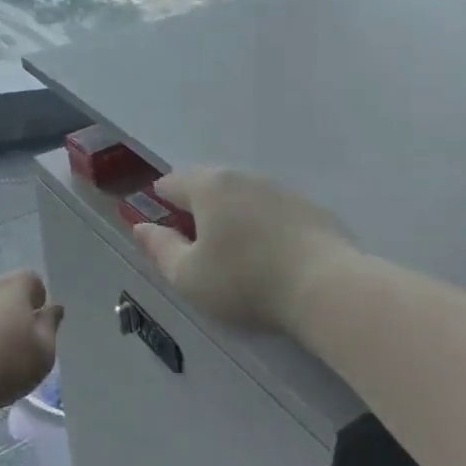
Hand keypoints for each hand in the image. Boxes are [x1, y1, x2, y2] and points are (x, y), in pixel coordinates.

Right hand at [131, 168, 354, 335]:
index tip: (160, 227)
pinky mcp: (311, 208)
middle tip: (194, 241)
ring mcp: (281, 189)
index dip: (159, 202)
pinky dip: (262, 223)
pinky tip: (268, 251)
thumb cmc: (244, 282)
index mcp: (209, 187)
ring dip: (231, 213)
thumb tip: (141, 227)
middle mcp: (244, 178)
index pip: (172, 182)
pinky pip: (273, 209)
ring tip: (231, 248)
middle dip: (196, 205)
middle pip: (209, 183)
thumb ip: (160, 249)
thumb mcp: (188, 276)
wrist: (325, 287)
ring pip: (243, 194)